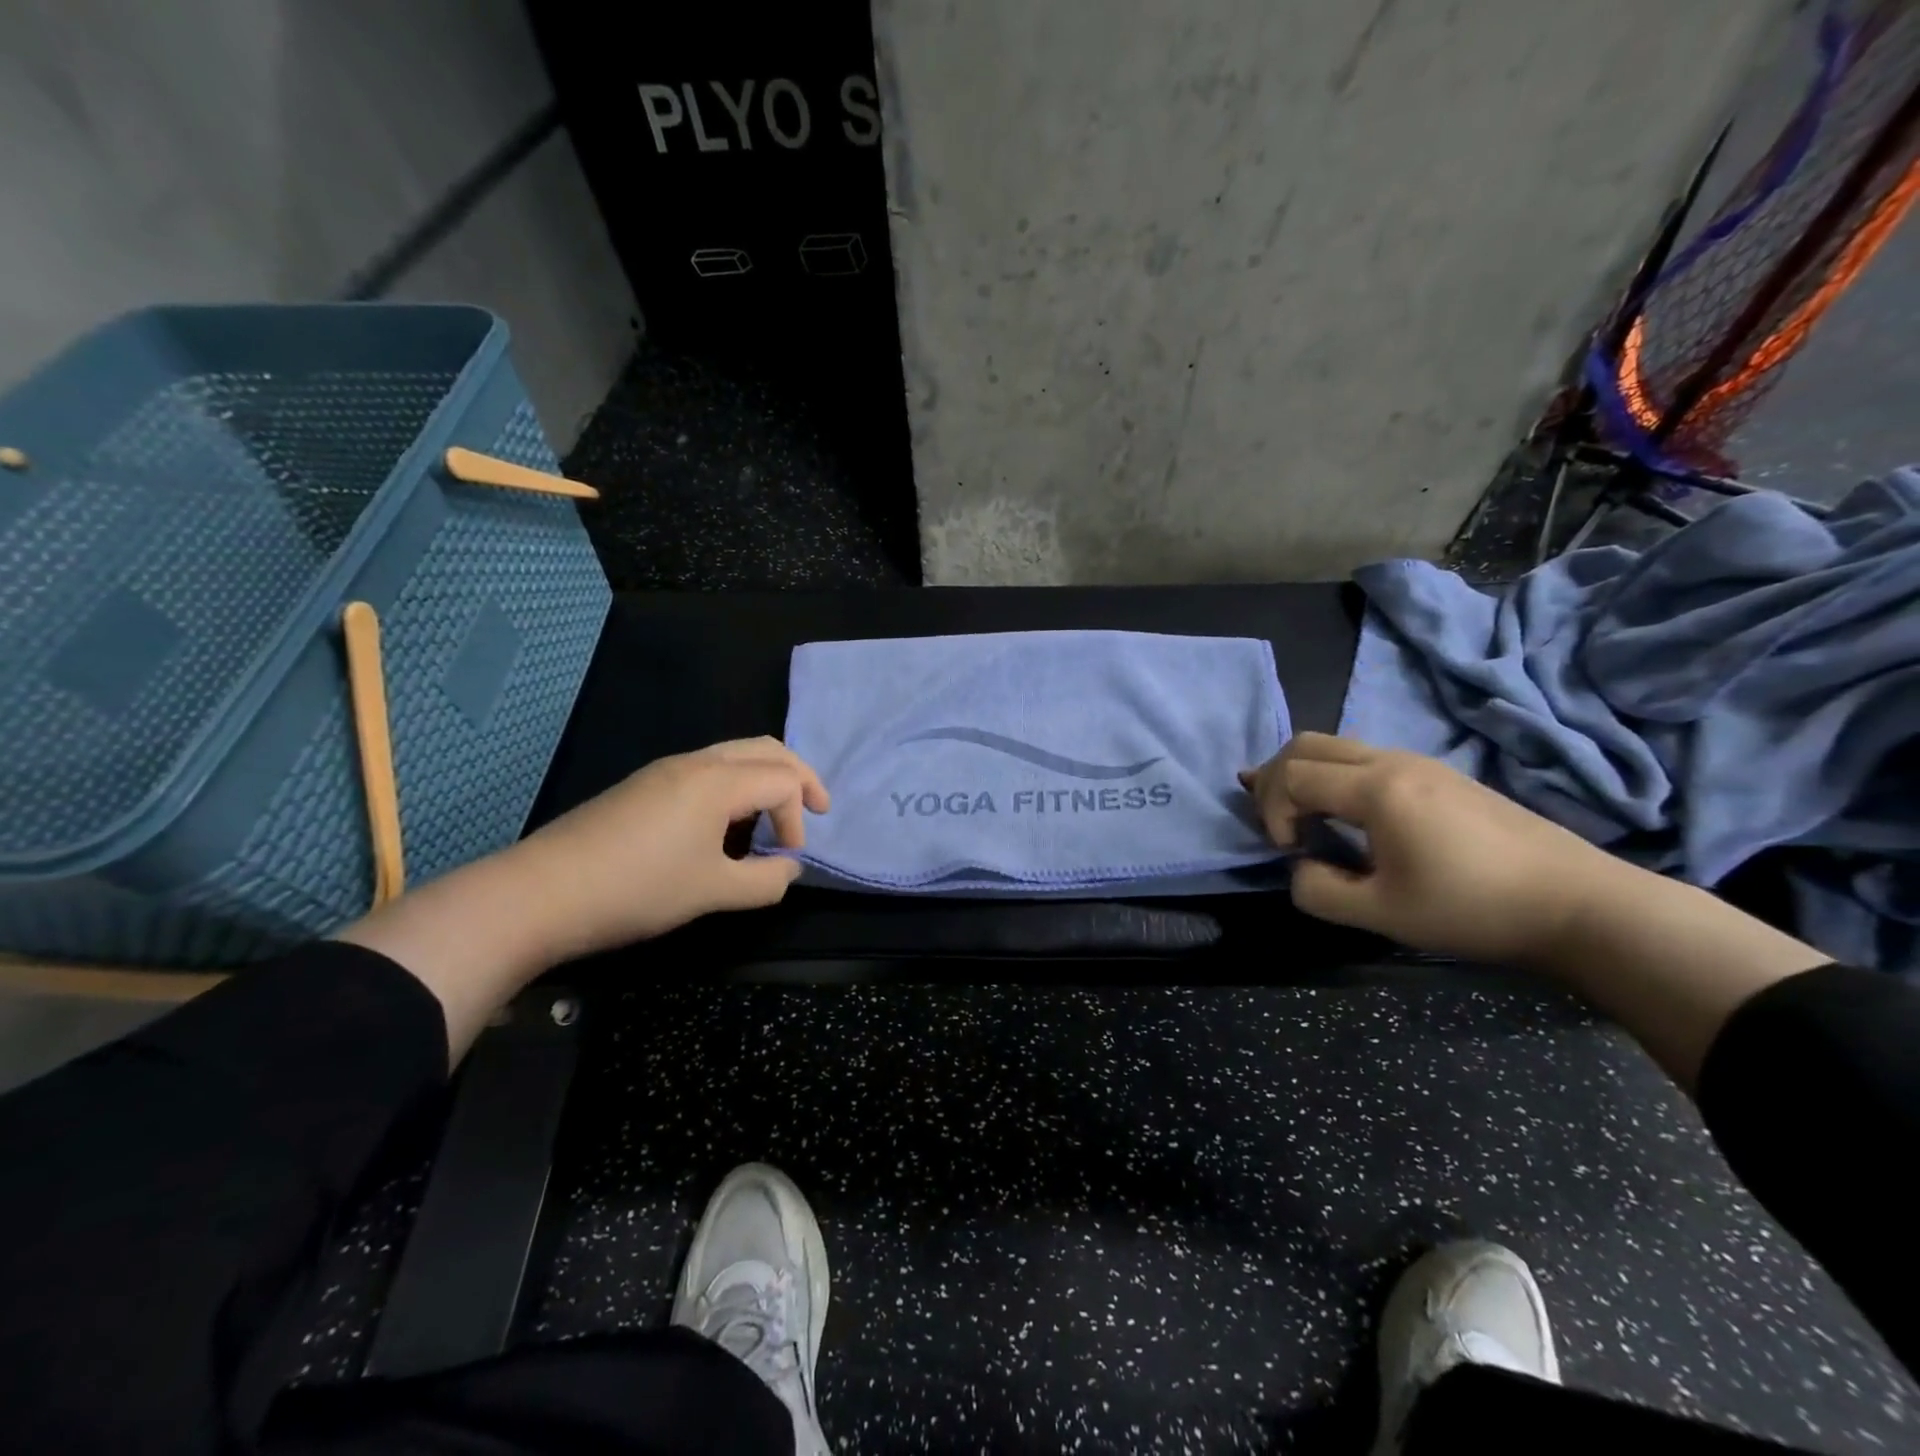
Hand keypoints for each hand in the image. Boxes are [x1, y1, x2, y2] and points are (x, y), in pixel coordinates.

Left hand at [507, 737, 830, 960]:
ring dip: (764, 779)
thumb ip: (765, 881)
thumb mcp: (713, 892)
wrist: (540, 893)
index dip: (798, 818)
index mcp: (717, 781)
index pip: (783, 781)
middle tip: (816, 809)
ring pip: (734, 754)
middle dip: (799, 775)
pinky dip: (734, 786)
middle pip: (765, 749)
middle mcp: (695, 763)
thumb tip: (789, 869)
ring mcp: (664, 771)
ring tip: (770, 820)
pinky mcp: (643, 786)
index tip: (788, 859)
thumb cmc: (638, 889)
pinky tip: (724, 825)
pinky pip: (707, 770)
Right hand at [1241, 732, 1625, 963]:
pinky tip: (1336, 806)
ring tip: (1291, 811)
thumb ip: (1319, 891)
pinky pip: (1364, 757)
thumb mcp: (1383, 914)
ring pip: (1336, 745)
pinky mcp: (1439, 775)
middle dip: (1274, 778)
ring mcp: (1419, 763)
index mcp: (1377, 789)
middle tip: (1271, 820)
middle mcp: (1393, 761)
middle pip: (1306, 744)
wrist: (1578, 904)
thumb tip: (1302, 867)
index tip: (1291, 852)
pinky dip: (1333, 775)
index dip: (1273, 811)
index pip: (1292, 776)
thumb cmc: (1474, 908)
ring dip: (1303, 773)